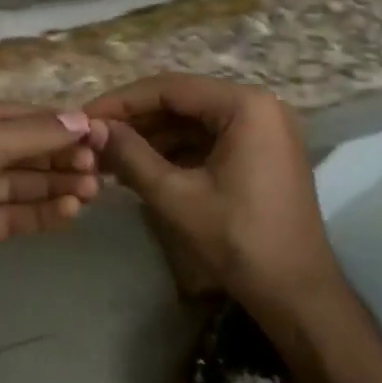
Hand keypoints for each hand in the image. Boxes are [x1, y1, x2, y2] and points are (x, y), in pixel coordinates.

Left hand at [0, 104, 105, 317]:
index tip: (92, 133)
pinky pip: (7, 215)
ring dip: (52, 186)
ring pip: (14, 184)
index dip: (51, 122)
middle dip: (56, 157)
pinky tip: (68, 213)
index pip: (9, 115)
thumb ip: (29, 133)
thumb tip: (82, 121)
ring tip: (91, 193)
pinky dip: (37, 213)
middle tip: (97, 169)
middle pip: (14, 150)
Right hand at [87, 74, 339, 312]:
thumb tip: (92, 128)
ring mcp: (263, 129)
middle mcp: (259, 105)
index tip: (84, 117)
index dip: (122, 102)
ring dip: (152, 137)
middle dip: (136, 120)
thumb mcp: (176, 197)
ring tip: (107, 154)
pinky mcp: (260, 152)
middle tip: (91, 137)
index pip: (170, 88)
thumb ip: (131, 156)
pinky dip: (175, 151)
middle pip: (183, 101)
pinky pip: (209, 139)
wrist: (297, 294)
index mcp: (246, 105)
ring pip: (194, 121)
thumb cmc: (239, 241)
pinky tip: (139, 166)